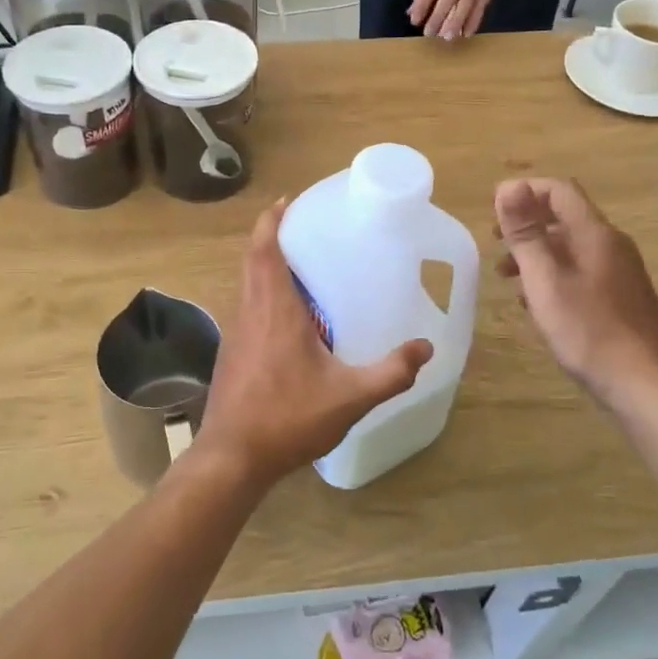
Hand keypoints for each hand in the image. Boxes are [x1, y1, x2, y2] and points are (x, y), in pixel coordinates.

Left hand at [195, 201, 433, 486]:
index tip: (287, 201)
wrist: (233, 457)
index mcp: (274, 309)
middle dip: (272, 236)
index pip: (265, 248)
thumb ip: (391, 372)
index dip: (272, 220)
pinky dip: (264, 294)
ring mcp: (235, 332)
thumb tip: (426, 348)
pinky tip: (290, 318)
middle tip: (304, 228)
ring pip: (247, 283)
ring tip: (302, 267)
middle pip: (254, 259)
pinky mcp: (231, 352)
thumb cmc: (288, 418)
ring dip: (267, 266)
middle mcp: (249, 311)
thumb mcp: (350, 397)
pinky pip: (247, 306)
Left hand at [408, 0, 511, 39]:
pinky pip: (479, 9)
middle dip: (437, 17)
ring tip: (447, 37)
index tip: (415, 21)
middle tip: (429, 33)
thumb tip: (412, 12)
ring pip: (465, 5)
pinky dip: (473, 22)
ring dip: (455, 23)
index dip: (422, 4)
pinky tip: (465, 34)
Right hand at [494, 178, 657, 408]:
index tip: (492, 211)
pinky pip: (580, 271)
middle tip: (494, 242)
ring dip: (536, 252)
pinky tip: (535, 302)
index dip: (524, 191)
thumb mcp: (545, 280)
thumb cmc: (589, 330)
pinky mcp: (620, 297)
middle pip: (564, 216)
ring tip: (505, 276)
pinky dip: (552, 274)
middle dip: (526, 223)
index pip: (559, 190)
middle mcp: (611, 245)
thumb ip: (525, 233)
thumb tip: (507, 186)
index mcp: (595, 234)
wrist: (645, 385)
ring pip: (570, 246)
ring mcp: (619, 272)